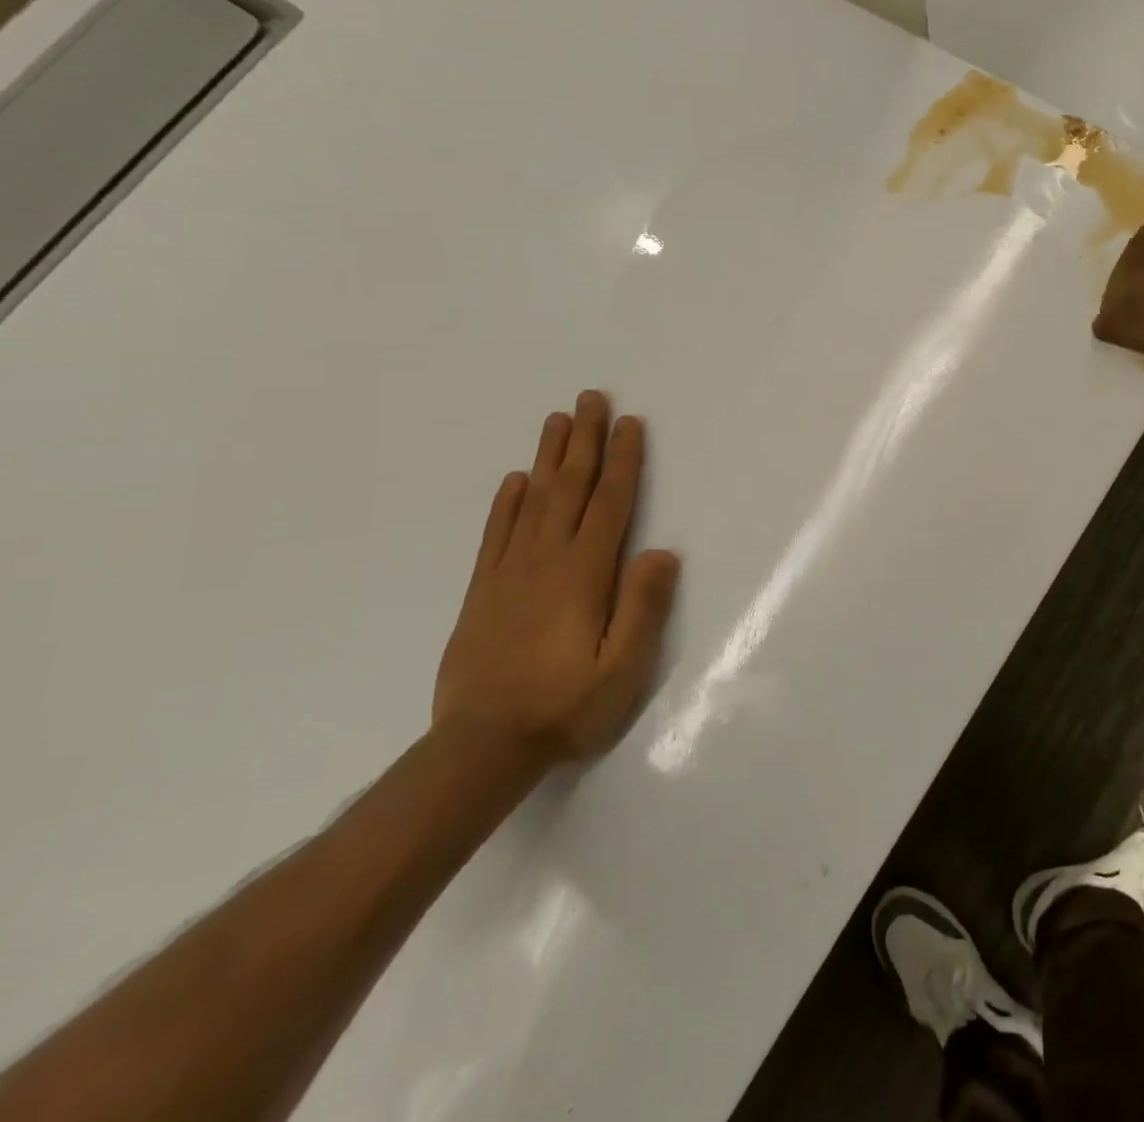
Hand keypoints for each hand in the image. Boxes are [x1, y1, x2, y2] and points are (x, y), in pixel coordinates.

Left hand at [433, 390, 679, 764]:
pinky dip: (507, 503)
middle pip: (571, 488)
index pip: (611, 503)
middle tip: (591, 397)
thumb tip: (661, 551)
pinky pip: (497, 534)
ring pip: (534, 501)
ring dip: (549, 457)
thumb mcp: (622, 668)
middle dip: (585, 440)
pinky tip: (515, 481)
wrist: (480, 747)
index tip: (630, 423)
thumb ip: (642, 607)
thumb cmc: (566, 707)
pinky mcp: (483, 591)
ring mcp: (510, 573)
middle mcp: (547, 560)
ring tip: (557, 420)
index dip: (624, 460)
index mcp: (585, 574)